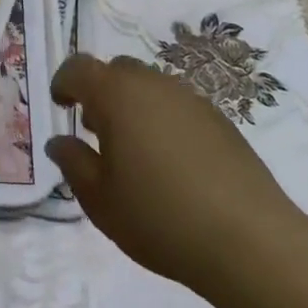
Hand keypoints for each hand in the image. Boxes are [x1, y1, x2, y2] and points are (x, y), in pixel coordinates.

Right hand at [47, 54, 307, 298]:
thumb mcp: (100, 199)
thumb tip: (59, 142)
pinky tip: (170, 163)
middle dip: (100, 92)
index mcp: (117, 95)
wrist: (249, 240)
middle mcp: (154, 84)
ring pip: (151, 86)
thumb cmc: (159, 217)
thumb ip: (73, 163)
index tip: (61, 106)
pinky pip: (178, 105)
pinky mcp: (220, 120)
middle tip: (95, 130)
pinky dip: (163, 119)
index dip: (64, 82)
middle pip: (118, 70)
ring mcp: (192, 99)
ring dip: (133, 105)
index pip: (80, 67)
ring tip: (133, 151)